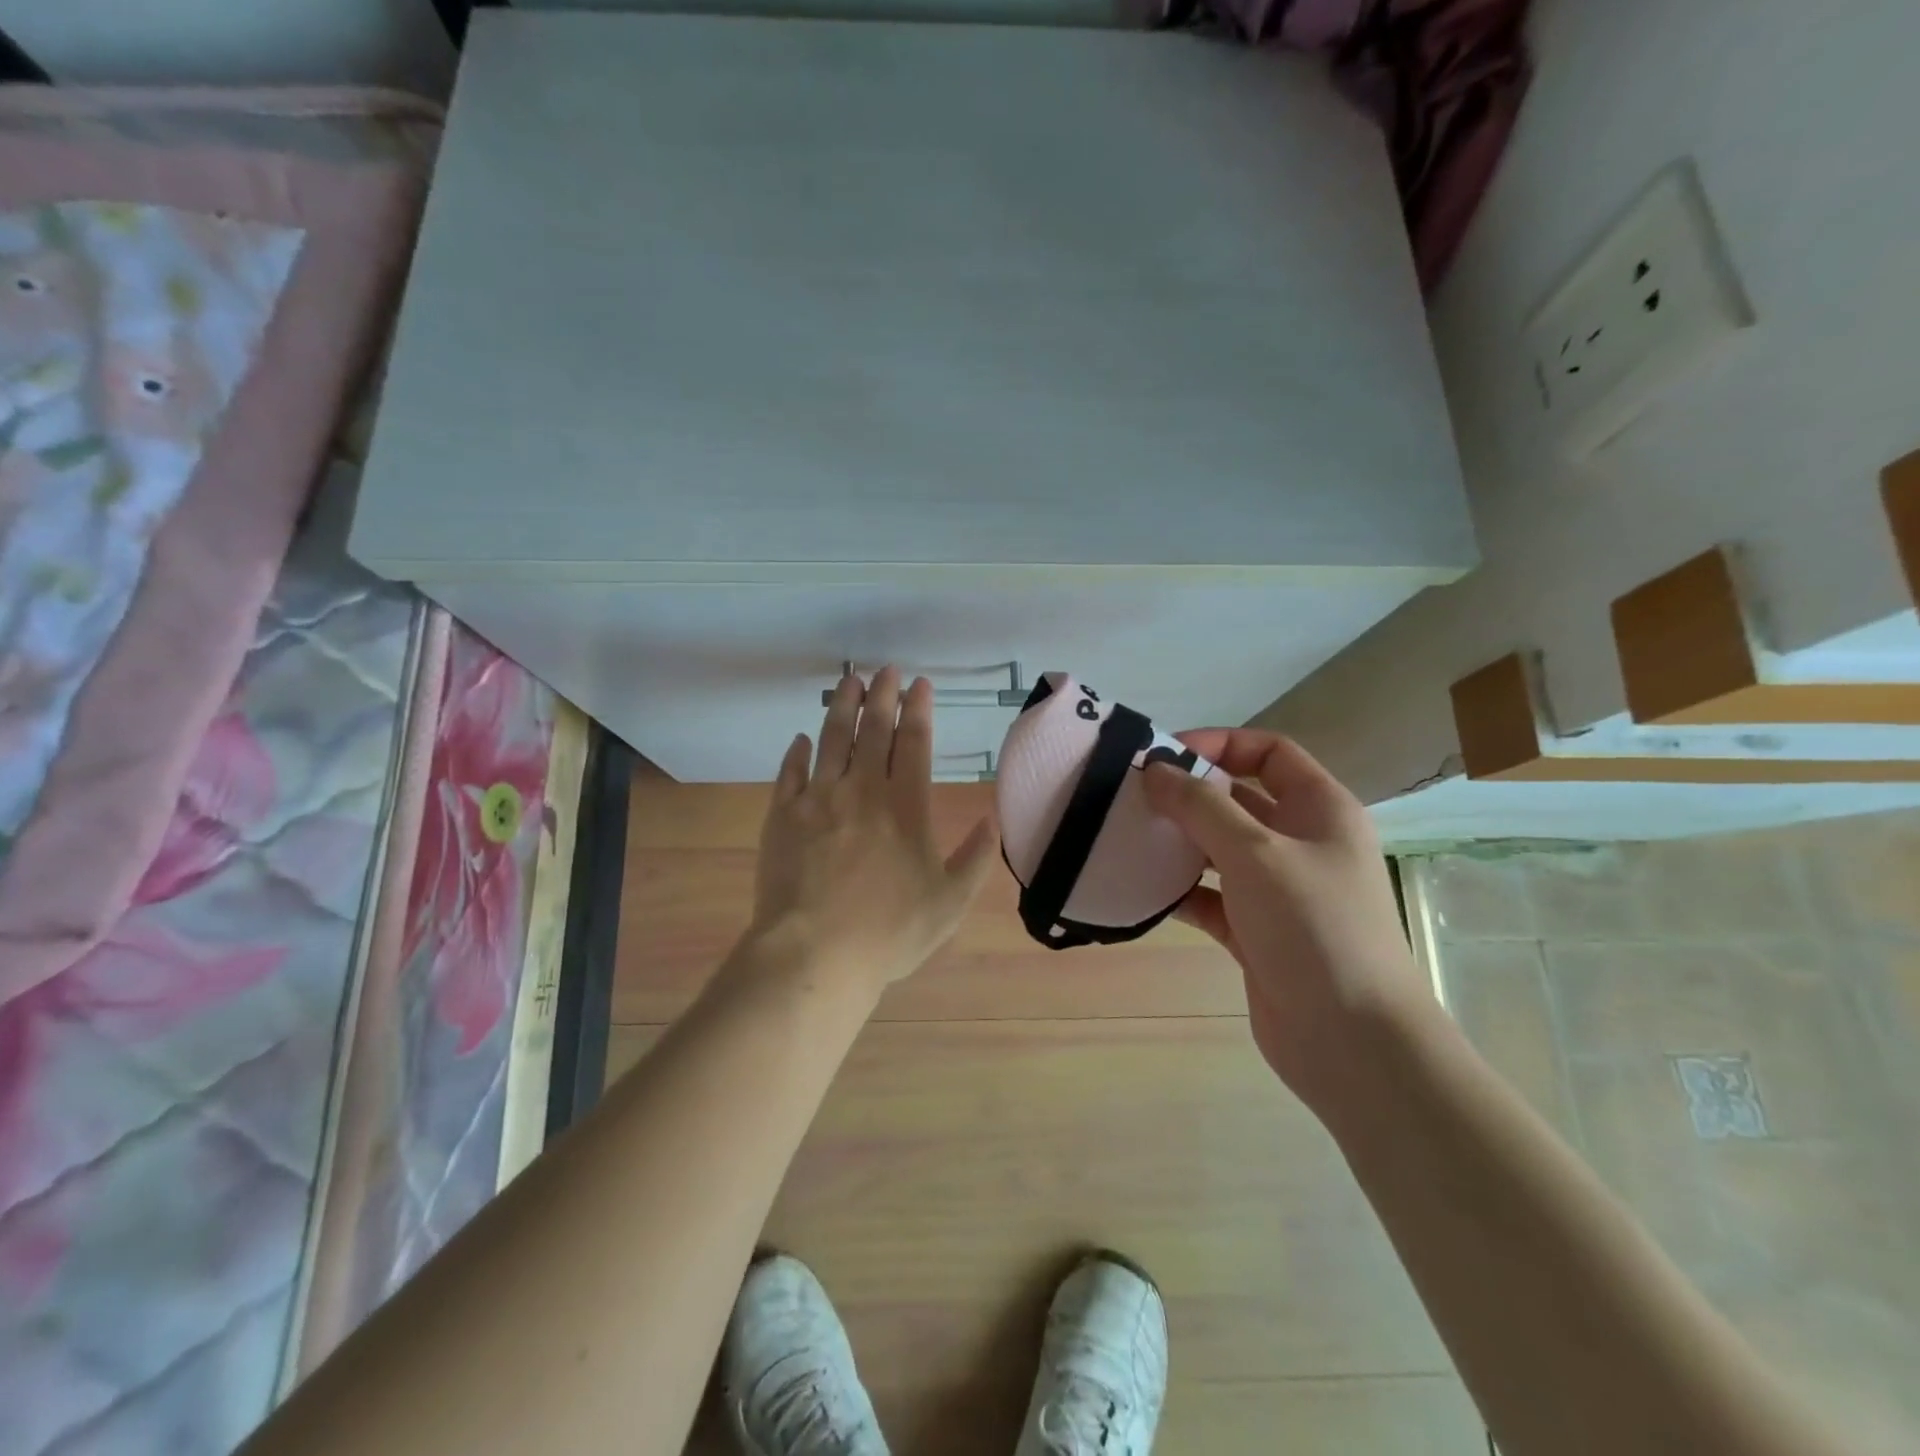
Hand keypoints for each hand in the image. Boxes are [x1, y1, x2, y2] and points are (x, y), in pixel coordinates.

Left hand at [746, 667, 998, 997]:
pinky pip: (790, 772)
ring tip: (849, 680)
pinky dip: (797, 752)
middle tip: (886, 669)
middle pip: (873, 730)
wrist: (814, 954)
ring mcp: (818, 799)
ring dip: (842, 707)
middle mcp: (862, 790)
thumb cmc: (889, 932)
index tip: (919, 683)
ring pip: (832, 739)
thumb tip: (994, 818)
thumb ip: (976, 857)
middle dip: (882, 695)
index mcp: (905, 807)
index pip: (915, 742)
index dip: (918, 709)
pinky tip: (801, 739)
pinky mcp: (782, 815)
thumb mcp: (950, 902)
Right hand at [1141, 729, 1433, 1108]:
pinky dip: (1180, 891)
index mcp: (1320, 809)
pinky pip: (1211, 897)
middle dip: (1188, 794)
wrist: (1352, 1041)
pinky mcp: (1257, 932)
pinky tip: (1143, 889)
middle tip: (1132, 796)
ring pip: (1220, 850)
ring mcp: (1279, 890)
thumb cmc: (1314, 927)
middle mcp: (1301, 843)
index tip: (1163, 755)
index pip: (1268, 753)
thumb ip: (1201, 806)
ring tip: (1128, 837)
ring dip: (1179, 842)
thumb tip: (1155, 769)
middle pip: (1239, 799)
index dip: (1218, 744)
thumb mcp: (1255, 852)